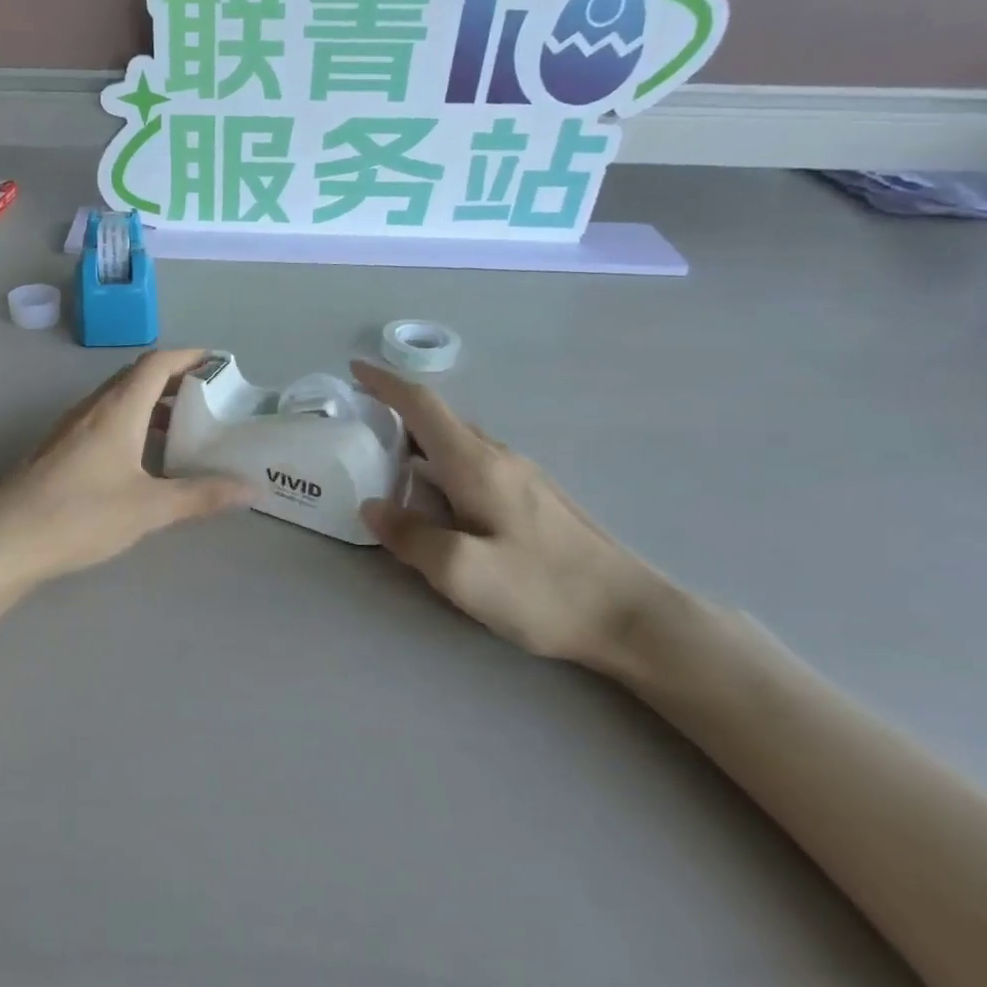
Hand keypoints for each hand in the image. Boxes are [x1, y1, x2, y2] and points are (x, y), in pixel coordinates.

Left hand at [0, 350, 252, 586]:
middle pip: (137, 377)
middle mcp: (93, 408)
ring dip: (152, 404)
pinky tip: (142, 459)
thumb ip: (201, 496)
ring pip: (118, 400)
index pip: (157, 363)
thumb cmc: (80, 514)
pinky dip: (131, 424)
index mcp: (118, 408)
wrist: (4, 539)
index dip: (190, 357)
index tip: (220, 363)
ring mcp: (71, 427)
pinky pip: (104, 420)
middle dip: (175, 380)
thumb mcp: (149, 508)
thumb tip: (250, 490)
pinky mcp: (59, 449)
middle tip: (209, 399)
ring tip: (183, 429)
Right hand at [354, 361, 676, 667]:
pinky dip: (441, 463)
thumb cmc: (543, 590)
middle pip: (439, 420)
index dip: (385, 383)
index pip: (423, 405)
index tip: (354, 370)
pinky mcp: (534, 499)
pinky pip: (475, 464)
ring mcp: (522, 477)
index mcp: (476, 464)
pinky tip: (437, 495)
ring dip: (419, 439)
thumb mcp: (462, 572)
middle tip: (359, 425)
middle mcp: (499, 458)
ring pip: (458, 443)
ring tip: (388, 459)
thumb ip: (410, 536)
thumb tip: (372, 506)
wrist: (632, 616)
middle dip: (396, 412)